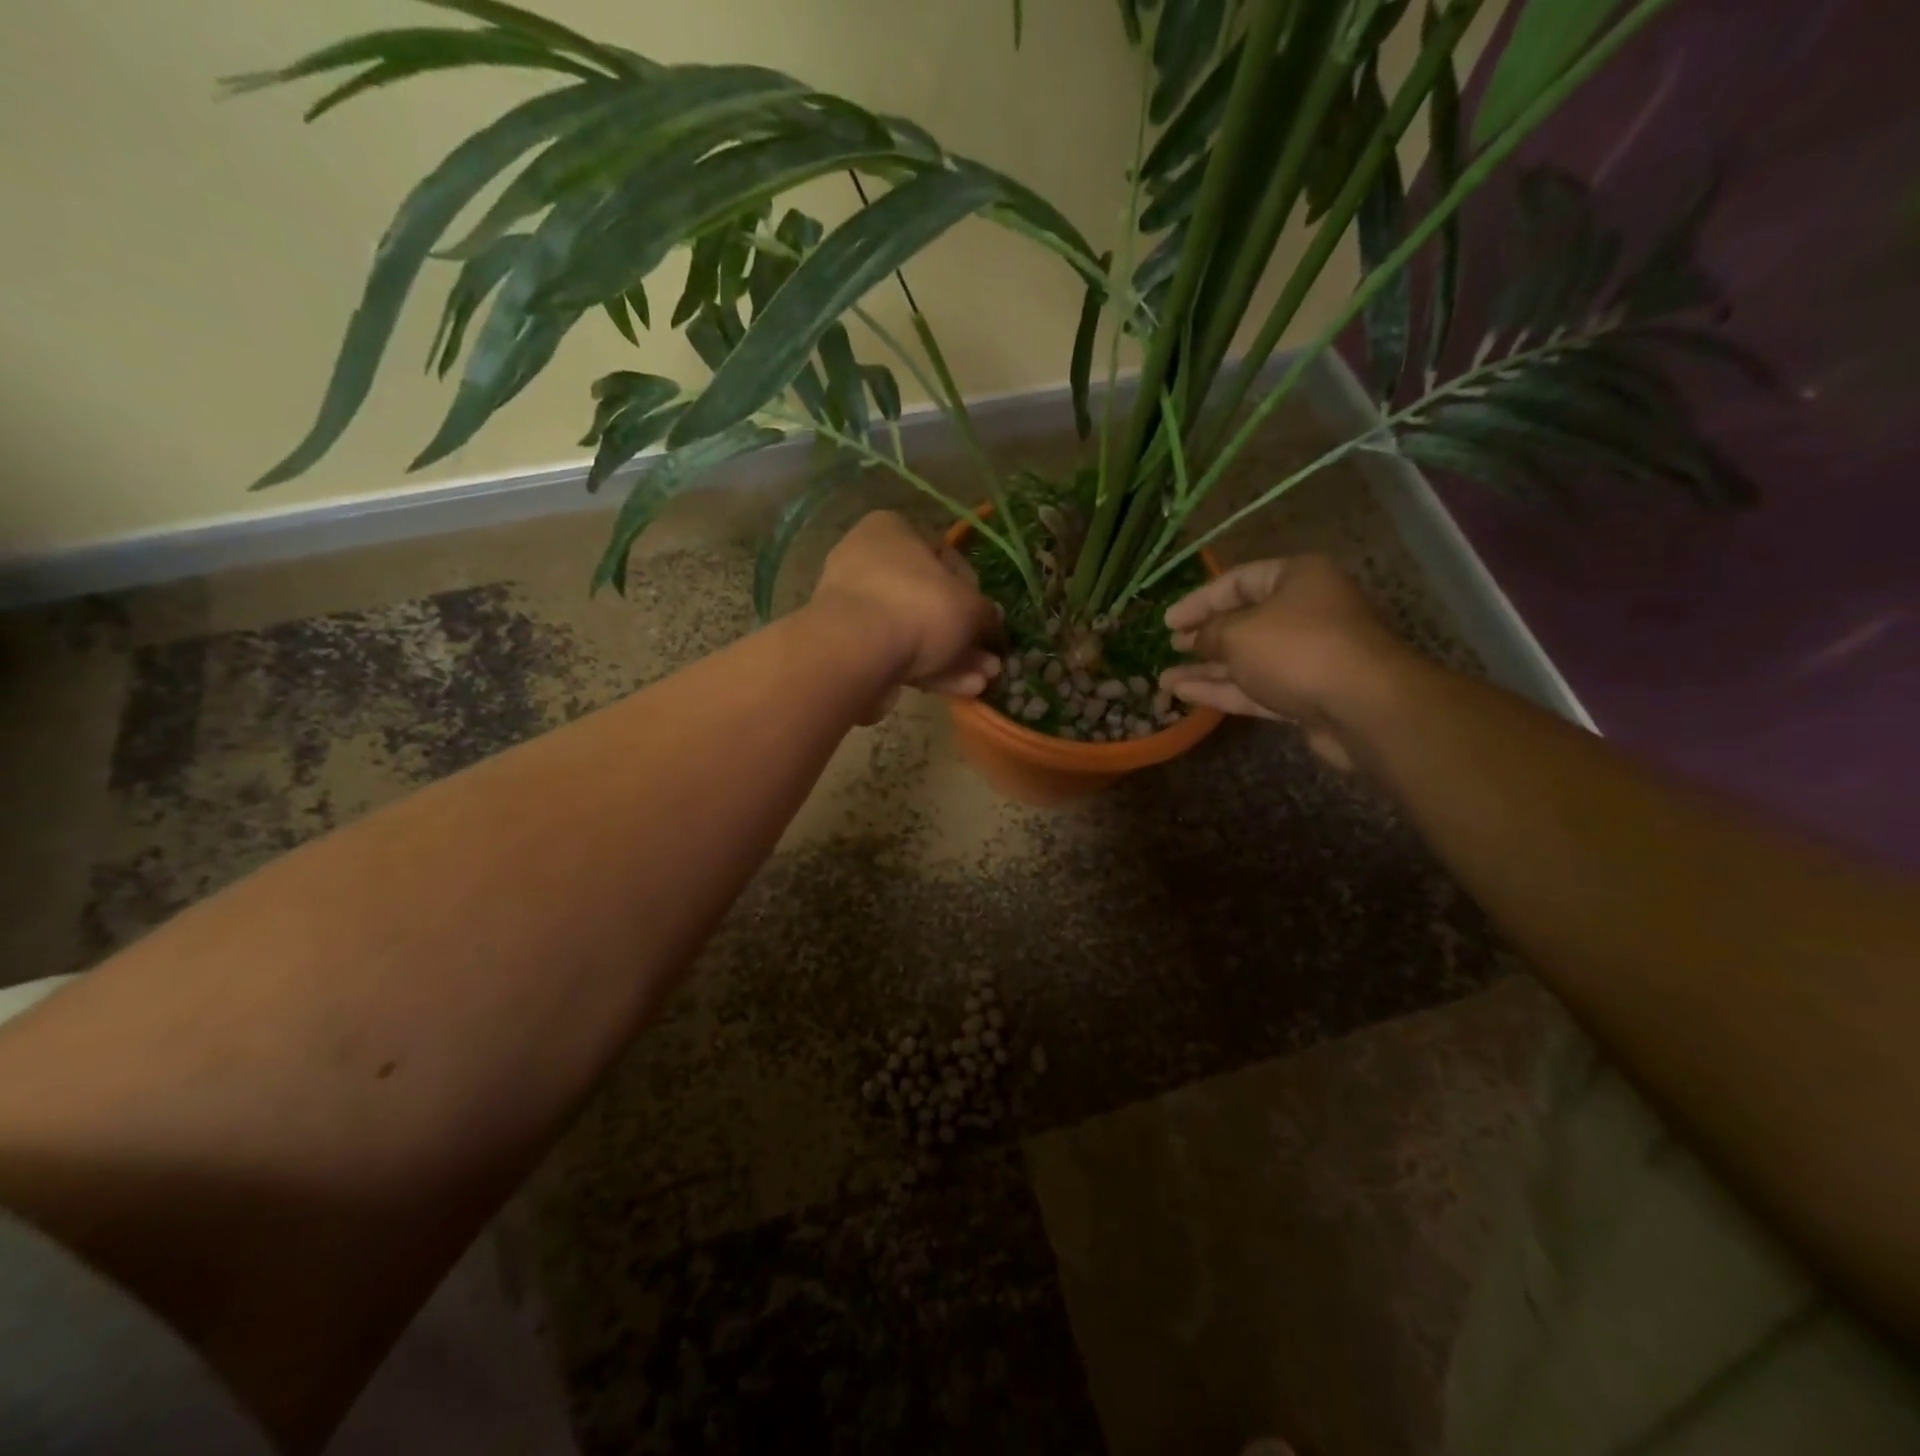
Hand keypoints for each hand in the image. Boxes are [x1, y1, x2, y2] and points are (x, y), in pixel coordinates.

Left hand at [810, 512, 1002, 708]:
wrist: (857, 653)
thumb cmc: (919, 607)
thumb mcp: (970, 606)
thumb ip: (986, 614)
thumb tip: (991, 621)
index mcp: (892, 531)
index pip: (944, 555)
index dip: (973, 589)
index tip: (988, 618)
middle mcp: (867, 563)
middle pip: (929, 600)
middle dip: (963, 635)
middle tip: (989, 659)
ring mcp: (855, 608)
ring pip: (915, 633)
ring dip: (952, 658)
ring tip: (982, 682)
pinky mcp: (850, 648)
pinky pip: (897, 655)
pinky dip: (929, 671)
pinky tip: (960, 690)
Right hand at [1158, 556, 1405, 770]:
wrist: (1363, 707)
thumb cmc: (1297, 649)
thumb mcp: (1239, 632)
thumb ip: (1210, 632)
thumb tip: (1197, 639)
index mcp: (1297, 579)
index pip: (1238, 581)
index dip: (1199, 600)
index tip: (1168, 622)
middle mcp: (1306, 612)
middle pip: (1245, 621)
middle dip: (1204, 637)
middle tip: (1172, 648)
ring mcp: (1308, 657)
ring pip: (1248, 660)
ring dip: (1206, 670)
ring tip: (1165, 680)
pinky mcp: (1307, 695)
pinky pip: (1257, 687)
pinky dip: (1224, 690)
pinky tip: (1187, 695)